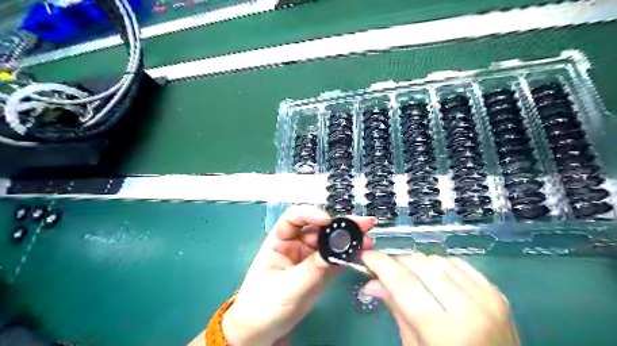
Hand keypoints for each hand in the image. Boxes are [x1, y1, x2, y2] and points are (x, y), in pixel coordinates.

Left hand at [223, 207, 376, 343]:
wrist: (262, 333)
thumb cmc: (262, 307)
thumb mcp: (286, 287)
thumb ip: (311, 269)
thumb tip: (335, 252)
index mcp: (279, 241)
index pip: (293, 218)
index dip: (310, 214)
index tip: (327, 220)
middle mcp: (295, 245)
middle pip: (318, 228)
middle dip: (339, 225)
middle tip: (363, 223)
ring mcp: (308, 258)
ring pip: (329, 242)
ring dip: (348, 239)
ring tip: (367, 237)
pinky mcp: (319, 271)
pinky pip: (335, 259)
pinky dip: (348, 255)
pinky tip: (362, 251)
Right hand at [363, 252, 519, 345]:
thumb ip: (396, 309)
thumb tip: (371, 283)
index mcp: (445, 333)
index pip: (404, 284)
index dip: (381, 265)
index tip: (366, 256)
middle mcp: (469, 310)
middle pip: (421, 266)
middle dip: (397, 261)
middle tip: (385, 268)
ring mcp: (487, 299)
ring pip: (438, 260)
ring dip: (417, 263)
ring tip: (409, 275)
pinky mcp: (496, 293)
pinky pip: (458, 263)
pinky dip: (439, 264)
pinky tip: (433, 276)